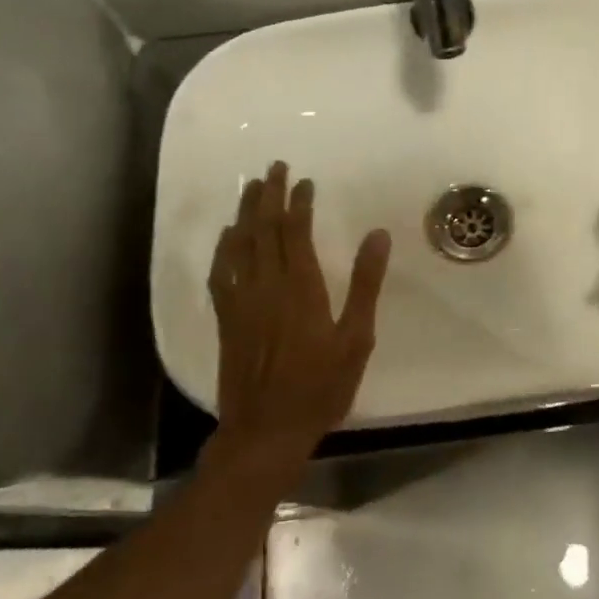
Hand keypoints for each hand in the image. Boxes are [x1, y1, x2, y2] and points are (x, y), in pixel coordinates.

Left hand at [208, 162, 391, 470]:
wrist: (266, 431)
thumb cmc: (321, 386)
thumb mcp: (356, 338)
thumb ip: (365, 284)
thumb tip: (377, 236)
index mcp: (301, 288)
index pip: (297, 232)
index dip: (299, 202)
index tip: (305, 180)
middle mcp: (267, 286)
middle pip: (264, 230)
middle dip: (269, 195)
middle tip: (274, 168)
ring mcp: (242, 302)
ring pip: (240, 245)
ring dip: (246, 213)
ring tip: (252, 188)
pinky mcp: (227, 319)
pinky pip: (221, 273)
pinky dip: (224, 249)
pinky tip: (228, 237)